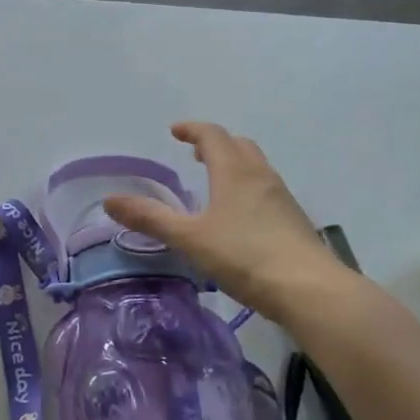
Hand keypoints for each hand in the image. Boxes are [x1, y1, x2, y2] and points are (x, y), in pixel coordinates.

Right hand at [103, 122, 353, 325]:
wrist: (309, 289)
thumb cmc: (244, 256)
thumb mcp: (189, 238)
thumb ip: (150, 218)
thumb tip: (109, 200)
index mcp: (234, 172)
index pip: (213, 136)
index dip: (193, 130)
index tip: (175, 131)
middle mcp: (260, 176)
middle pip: (238, 145)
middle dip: (215, 144)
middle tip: (195, 154)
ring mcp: (281, 198)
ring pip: (256, 167)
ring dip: (234, 164)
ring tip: (215, 180)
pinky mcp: (294, 220)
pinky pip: (266, 189)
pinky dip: (247, 186)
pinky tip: (240, 215)